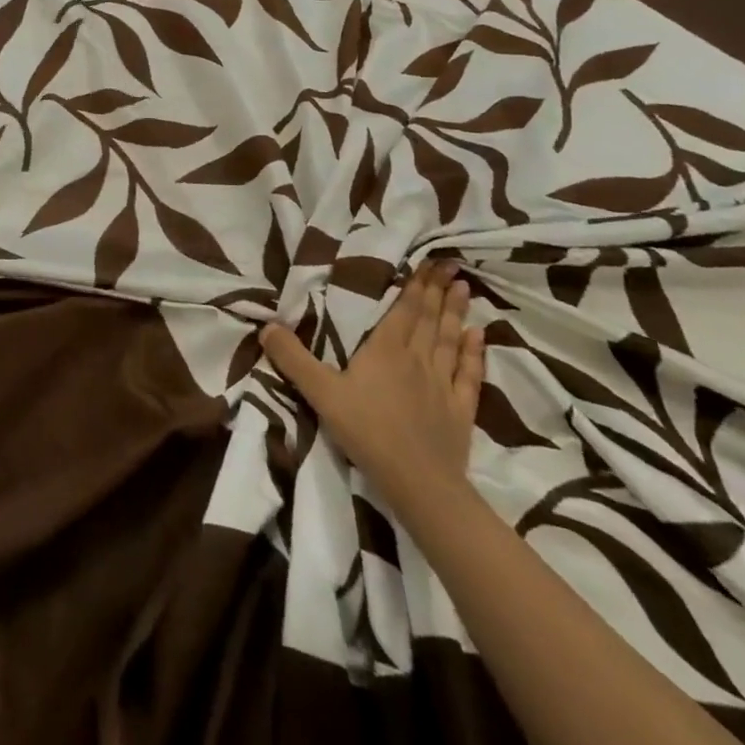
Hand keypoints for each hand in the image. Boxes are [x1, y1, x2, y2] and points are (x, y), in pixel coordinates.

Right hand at [261, 259, 485, 514]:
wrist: (419, 483)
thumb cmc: (367, 431)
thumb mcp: (320, 392)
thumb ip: (292, 358)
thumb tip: (265, 325)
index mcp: (386, 349)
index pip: (404, 310)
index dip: (416, 285)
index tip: (430, 262)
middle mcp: (417, 359)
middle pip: (430, 319)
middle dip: (439, 290)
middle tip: (450, 266)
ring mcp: (443, 384)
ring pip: (451, 340)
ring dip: (457, 313)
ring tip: (465, 288)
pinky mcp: (460, 410)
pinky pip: (469, 374)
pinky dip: (474, 352)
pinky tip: (479, 336)